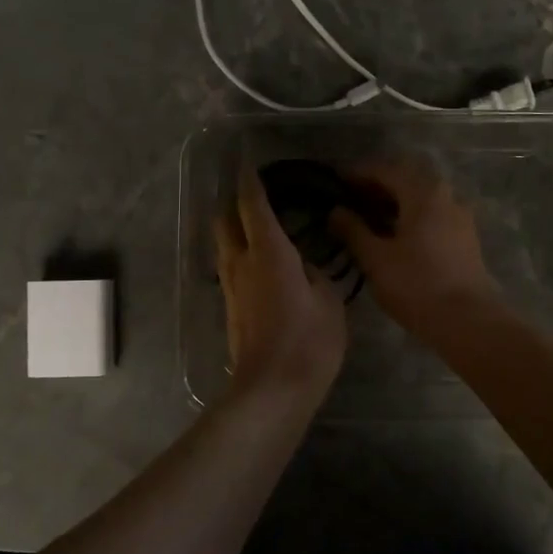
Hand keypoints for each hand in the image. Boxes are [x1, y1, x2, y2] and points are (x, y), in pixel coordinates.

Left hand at [214, 164, 347, 399]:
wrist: (272, 390)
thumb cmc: (308, 341)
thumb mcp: (328, 301)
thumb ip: (315, 273)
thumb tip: (301, 265)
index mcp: (268, 252)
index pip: (252, 204)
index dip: (249, 181)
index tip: (248, 163)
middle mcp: (241, 262)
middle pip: (225, 220)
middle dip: (234, 202)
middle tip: (255, 195)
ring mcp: (231, 287)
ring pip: (224, 245)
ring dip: (235, 230)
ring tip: (257, 227)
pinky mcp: (230, 309)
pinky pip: (230, 268)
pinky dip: (240, 255)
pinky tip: (260, 264)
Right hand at [327, 158, 501, 338]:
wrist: (466, 320)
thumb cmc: (416, 284)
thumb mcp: (375, 258)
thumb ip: (353, 230)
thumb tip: (335, 211)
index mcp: (423, 193)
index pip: (385, 170)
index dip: (358, 174)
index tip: (335, 181)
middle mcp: (446, 195)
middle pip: (407, 180)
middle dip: (378, 186)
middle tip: (351, 199)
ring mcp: (460, 216)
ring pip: (422, 198)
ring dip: (395, 202)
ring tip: (369, 218)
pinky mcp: (465, 237)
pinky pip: (433, 214)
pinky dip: (411, 216)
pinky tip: (395, 235)